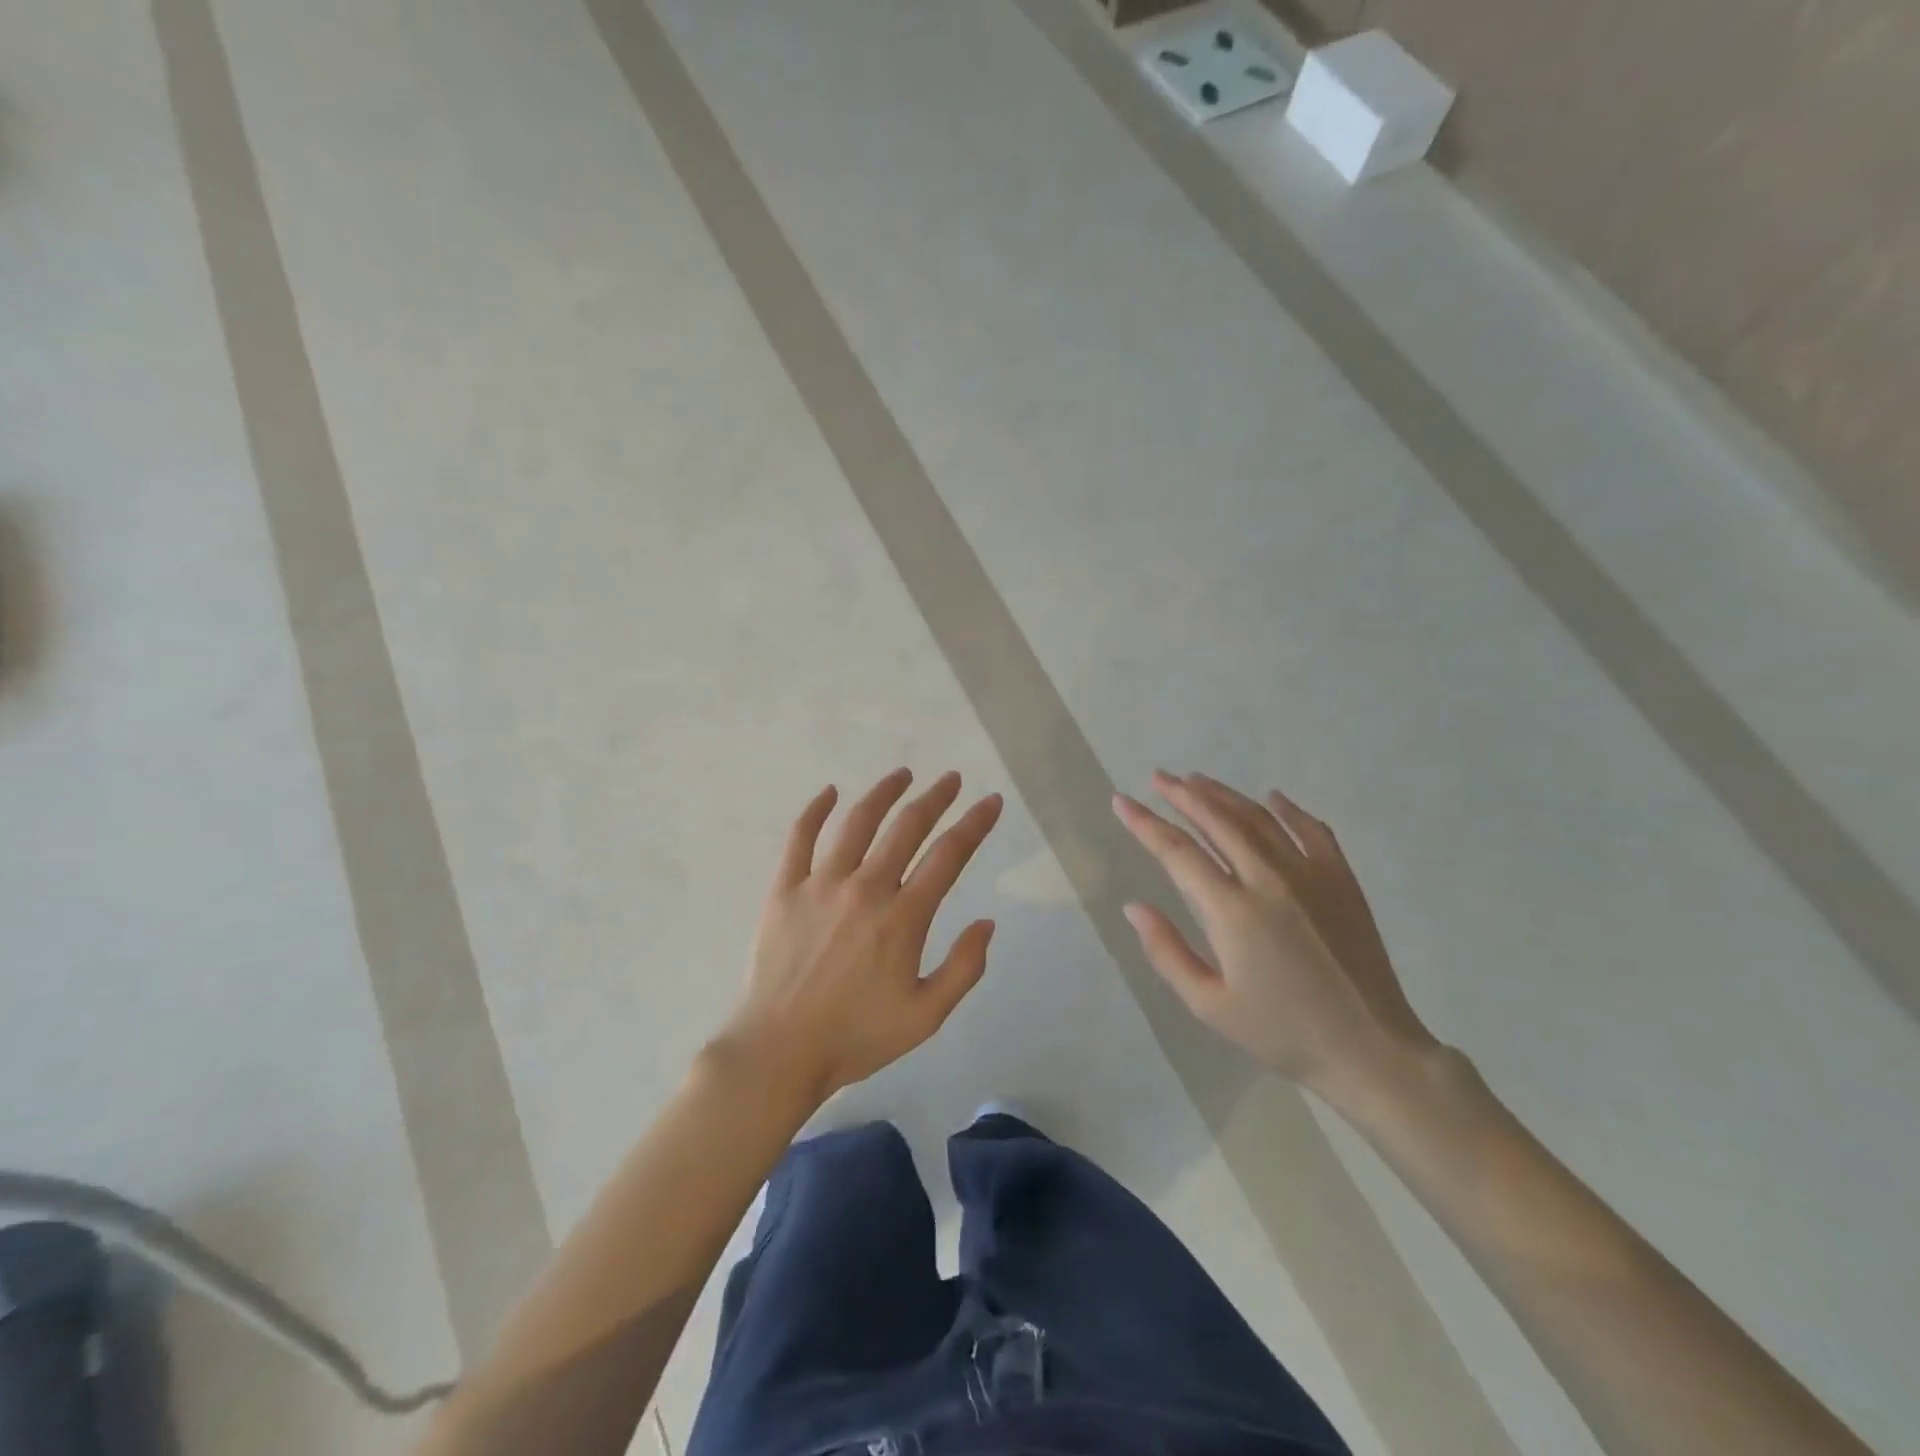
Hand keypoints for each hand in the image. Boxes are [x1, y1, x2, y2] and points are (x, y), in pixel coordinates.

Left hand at [716, 768, 1002, 1107]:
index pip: (949, 855)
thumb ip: (964, 968)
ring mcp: (821, 884)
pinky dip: (814, 810)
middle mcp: (866, 888)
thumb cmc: (857, 1036)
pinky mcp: (785, 889)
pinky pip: (799, 838)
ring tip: (902, 774)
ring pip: (857, 822)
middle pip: (907, 827)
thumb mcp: (926, 1016)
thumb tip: (986, 922)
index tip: (990, 801)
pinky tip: (829, 792)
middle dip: (935, 798)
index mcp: (903, 917)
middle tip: (951, 779)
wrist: (779, 1052)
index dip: (975, 824)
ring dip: (883, 793)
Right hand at [1113, 771, 1439, 1096]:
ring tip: (1196, 780)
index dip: (1145, 823)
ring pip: (1258, 818)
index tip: (1121, 801)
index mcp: (1232, 911)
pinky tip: (1271, 798)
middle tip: (1157, 777)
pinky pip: (1312, 830)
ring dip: (1223, 794)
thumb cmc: (1280, 1031)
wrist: (1370, 1049)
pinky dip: (1288, 809)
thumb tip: (1134, 907)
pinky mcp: (1342, 879)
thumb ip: (1166, 952)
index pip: (1177, 852)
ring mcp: (1310, 874)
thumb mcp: (1209, 1004)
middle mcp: (1268, 879)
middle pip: (1216, 821)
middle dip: (1181, 794)